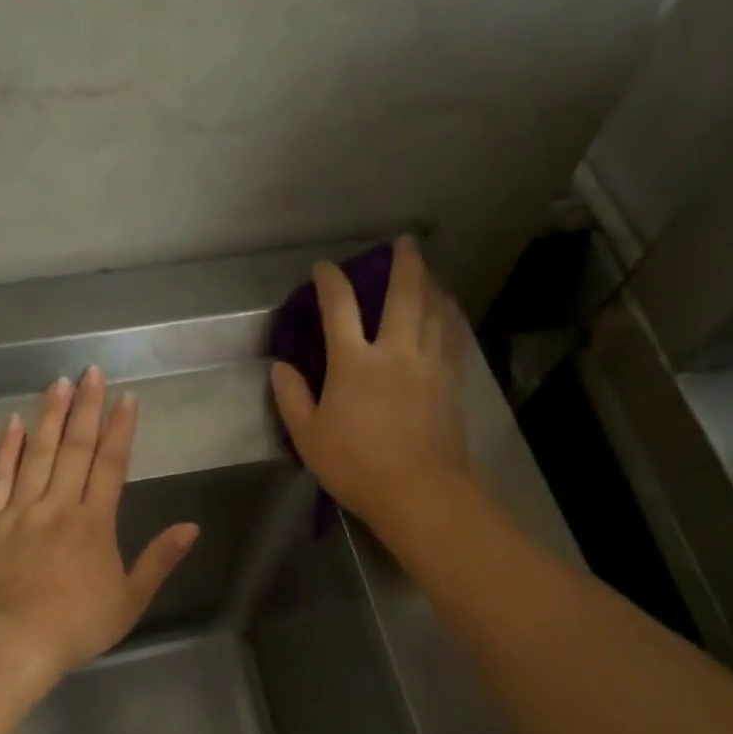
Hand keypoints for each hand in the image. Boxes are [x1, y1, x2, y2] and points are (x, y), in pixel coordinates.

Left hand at [0, 366, 199, 684]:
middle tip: (92, 371)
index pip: (111, 465)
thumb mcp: (130, 600)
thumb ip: (159, 560)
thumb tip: (191, 527)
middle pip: (74, 448)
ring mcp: (19, 512)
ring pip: (37, 454)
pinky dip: (5, 450)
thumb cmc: (76, 626)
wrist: (11, 644)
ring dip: (50, 416)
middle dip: (86, 408)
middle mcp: (58, 506)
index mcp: (94, 523)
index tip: (125, 398)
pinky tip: (13, 424)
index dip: (120, 430)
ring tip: (58, 382)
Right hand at [270, 236, 468, 529]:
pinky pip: (450, 338)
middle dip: (404, 263)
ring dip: (431, 285)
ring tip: (429, 272)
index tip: (325, 268)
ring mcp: (428, 365)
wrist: (418, 491)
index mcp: (354, 363)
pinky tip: (447, 314)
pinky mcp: (449, 383)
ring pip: (434, 311)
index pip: (339, 308)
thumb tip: (281, 367)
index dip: (331, 282)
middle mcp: (395, 352)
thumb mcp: (308, 437)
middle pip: (403, 295)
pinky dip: (448, 318)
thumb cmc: (356, 465)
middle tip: (406, 242)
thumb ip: (292, 398)